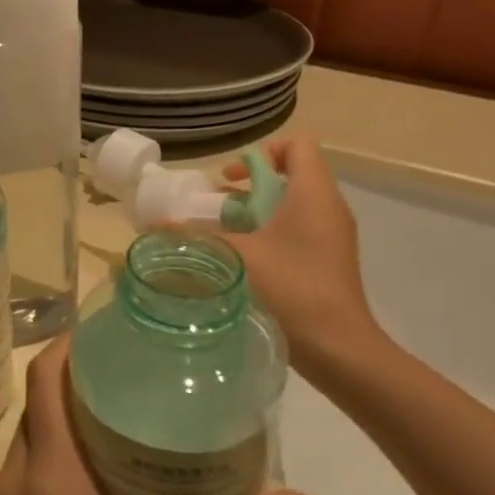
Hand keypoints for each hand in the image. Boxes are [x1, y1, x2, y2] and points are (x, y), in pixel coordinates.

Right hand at [218, 136, 377, 383]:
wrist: (339, 348)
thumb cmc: (293, 289)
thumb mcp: (238, 257)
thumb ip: (197, 237)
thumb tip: (155, 227)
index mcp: (313, 193)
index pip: (297, 145)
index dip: (262, 152)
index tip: (231, 178)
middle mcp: (328, 207)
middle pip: (289, 176)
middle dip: (248, 187)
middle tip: (216, 209)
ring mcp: (333, 235)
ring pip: (292, 206)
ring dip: (255, 214)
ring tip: (222, 235)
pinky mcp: (330, 260)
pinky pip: (298, 230)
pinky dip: (270, 235)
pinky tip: (243, 261)